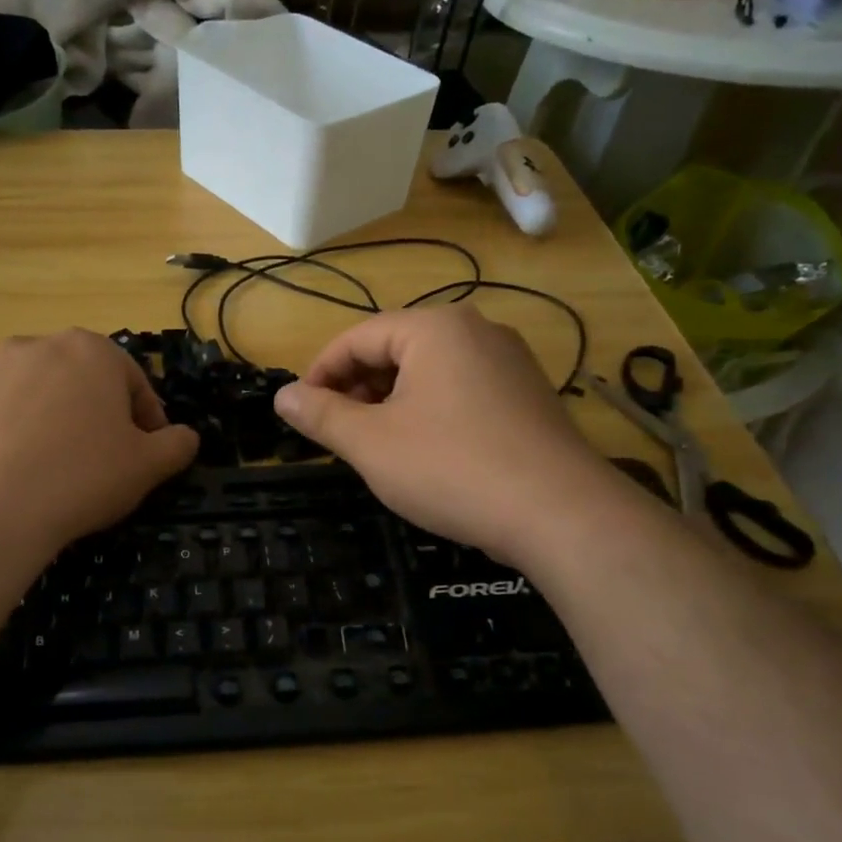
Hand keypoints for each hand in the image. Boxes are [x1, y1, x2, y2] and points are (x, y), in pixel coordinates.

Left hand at [0, 330, 198, 549]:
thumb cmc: (82, 478)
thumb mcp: (149, 466)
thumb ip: (177, 445)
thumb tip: (186, 437)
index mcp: (90, 351)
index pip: (133, 382)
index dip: (147, 420)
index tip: (148, 453)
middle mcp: (36, 346)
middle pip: (78, 379)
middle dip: (93, 412)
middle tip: (99, 458)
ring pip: (28, 390)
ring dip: (44, 416)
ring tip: (48, 464)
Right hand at [273, 306, 607, 554]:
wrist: (559, 513)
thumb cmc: (450, 468)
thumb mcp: (371, 443)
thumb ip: (321, 415)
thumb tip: (281, 396)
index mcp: (435, 328)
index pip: (356, 338)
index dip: (319, 373)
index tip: (299, 412)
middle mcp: (476, 331)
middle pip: (394, 350)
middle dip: (356, 389)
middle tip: (335, 433)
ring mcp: (509, 362)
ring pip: (428, 372)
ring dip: (390, 403)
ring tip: (373, 445)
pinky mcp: (527, 396)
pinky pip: (461, 391)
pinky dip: (428, 412)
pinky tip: (423, 452)